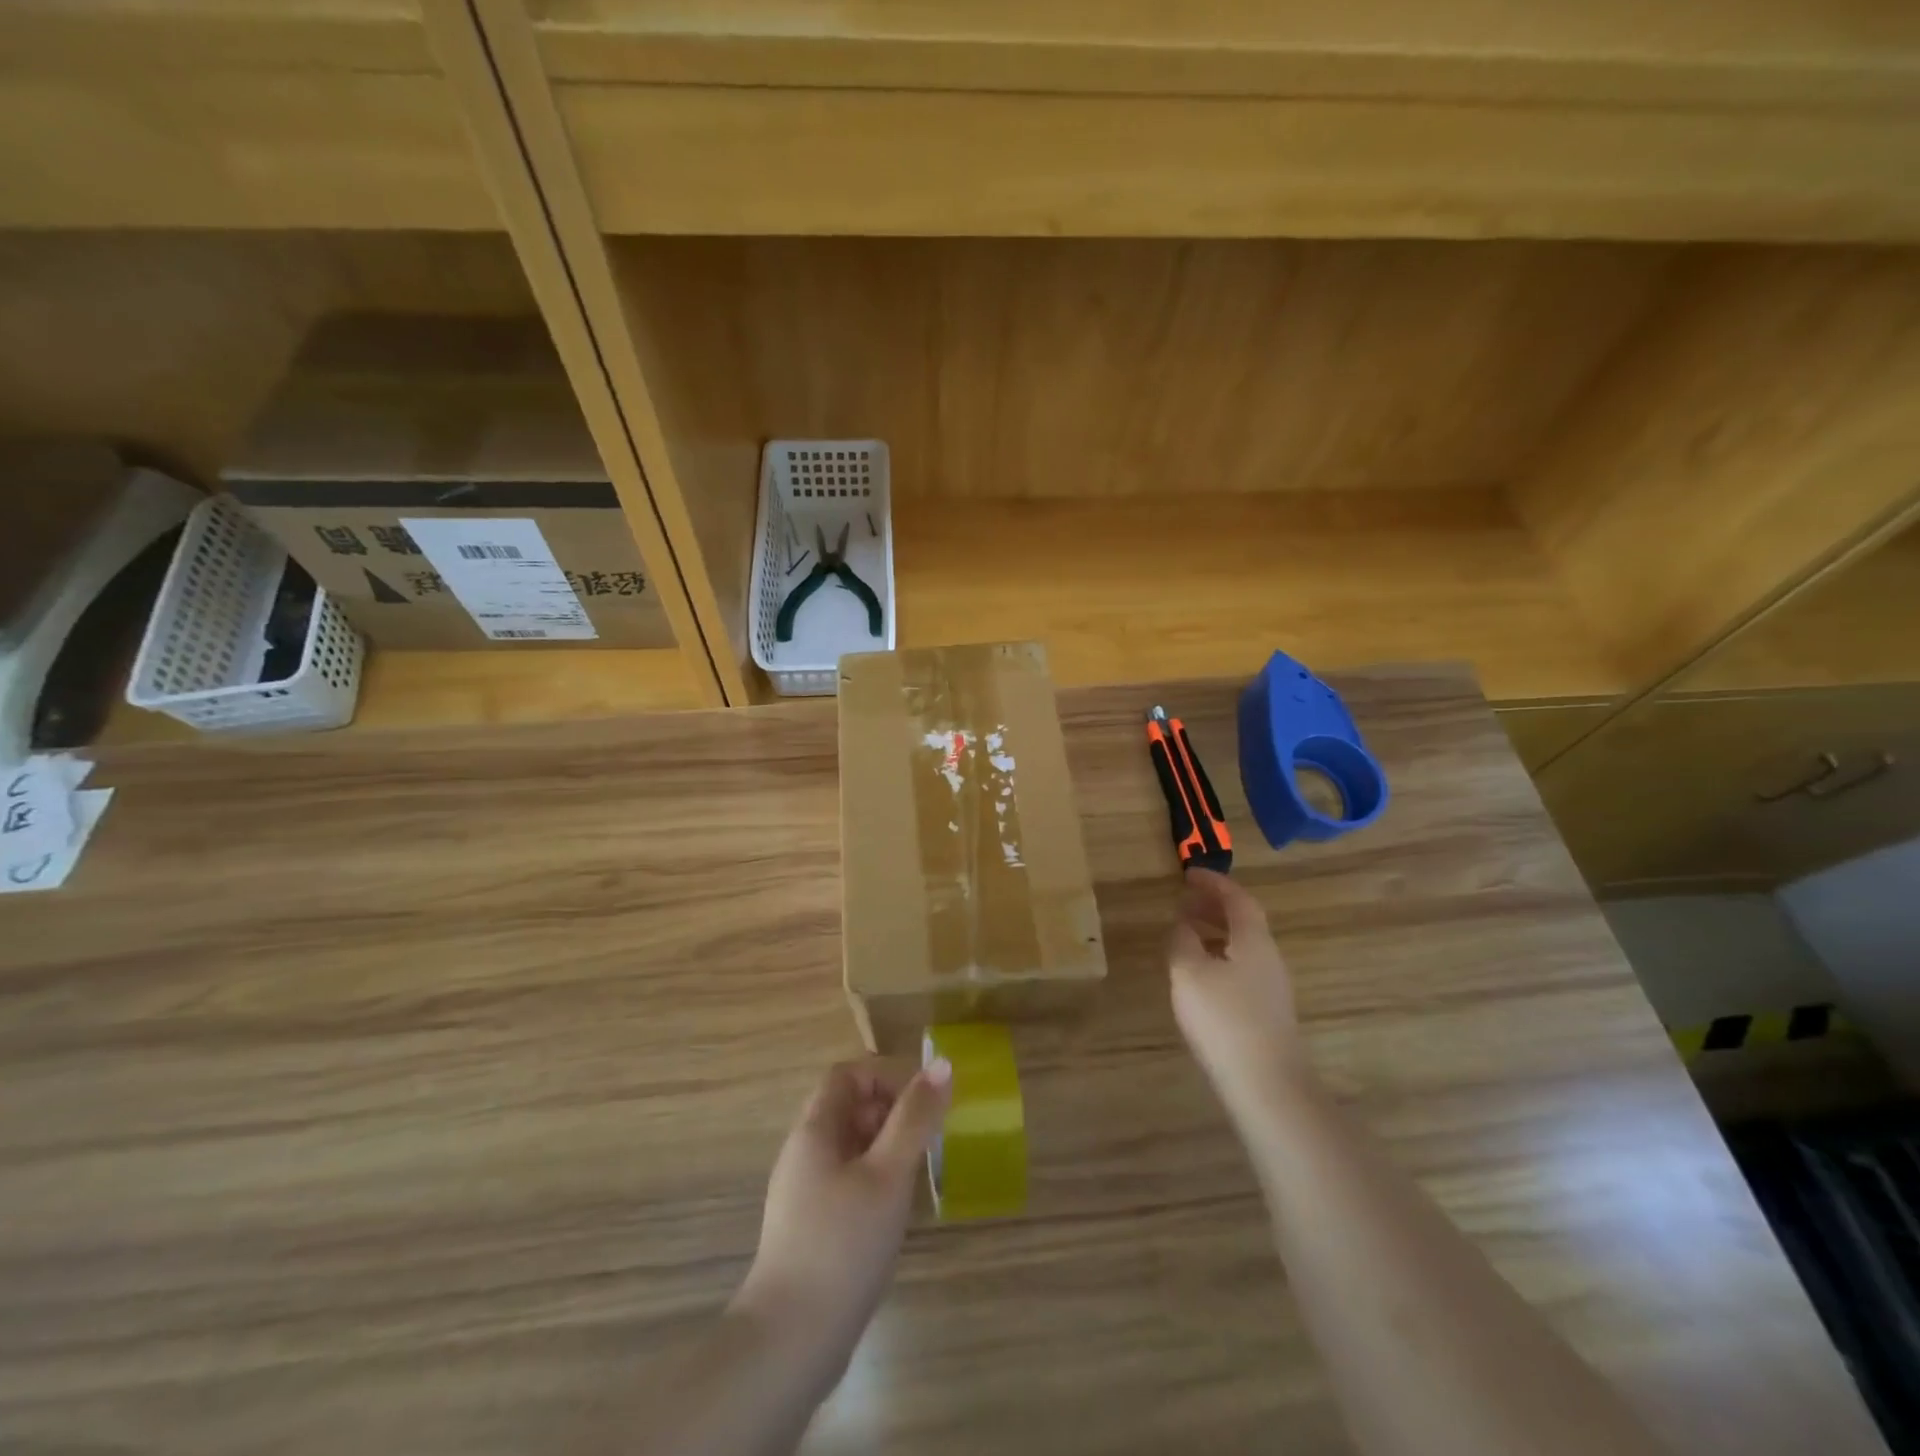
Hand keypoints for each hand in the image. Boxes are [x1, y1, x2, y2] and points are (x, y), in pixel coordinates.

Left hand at [735, 1057, 951, 1346]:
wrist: (790, 1341)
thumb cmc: (843, 1244)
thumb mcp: (888, 1174)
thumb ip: (915, 1118)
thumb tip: (942, 1064)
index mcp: (815, 1130)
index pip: (847, 1075)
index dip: (885, 1076)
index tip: (922, 1102)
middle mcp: (803, 1152)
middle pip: (847, 1107)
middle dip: (890, 1111)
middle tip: (926, 1139)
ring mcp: (802, 1192)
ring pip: (848, 1146)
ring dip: (885, 1147)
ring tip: (916, 1175)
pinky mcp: (809, 1227)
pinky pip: (845, 1180)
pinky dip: (873, 1179)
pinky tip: (893, 1212)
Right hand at [1168, 869, 1306, 1115]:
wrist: (1268, 1086)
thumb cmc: (1225, 1020)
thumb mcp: (1189, 973)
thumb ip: (1182, 941)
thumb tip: (1183, 925)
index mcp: (1253, 940)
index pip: (1237, 898)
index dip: (1213, 882)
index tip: (1189, 873)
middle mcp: (1268, 957)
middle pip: (1244, 920)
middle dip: (1214, 906)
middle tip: (1184, 901)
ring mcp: (1272, 987)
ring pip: (1243, 945)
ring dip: (1216, 931)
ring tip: (1186, 933)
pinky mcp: (1267, 1012)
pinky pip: (1242, 966)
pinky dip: (1220, 955)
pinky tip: (1201, 974)